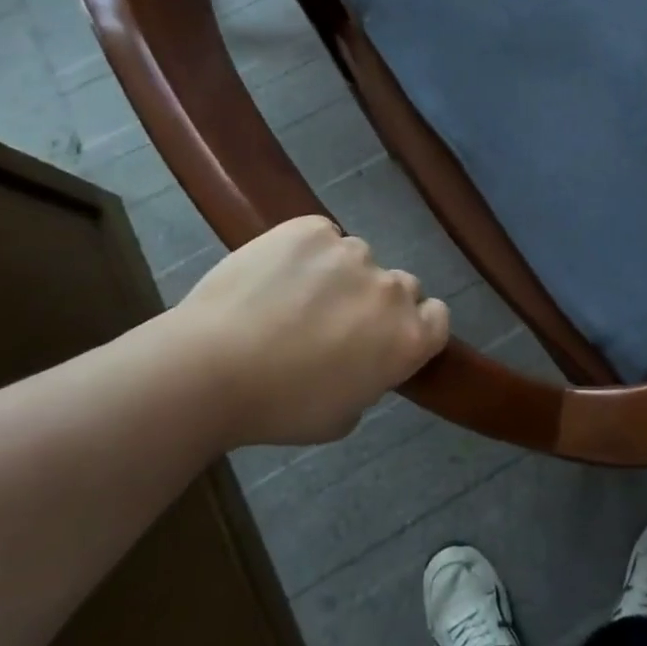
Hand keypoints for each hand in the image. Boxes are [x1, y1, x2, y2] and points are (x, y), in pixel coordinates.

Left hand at [173, 216, 450, 445]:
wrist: (208, 370)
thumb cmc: (279, 408)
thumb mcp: (342, 416)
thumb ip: (370, 380)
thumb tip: (361, 359)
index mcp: (408, 338)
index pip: (437, 317)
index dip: (415, 325)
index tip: (385, 338)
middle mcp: (391, 289)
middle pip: (400, 285)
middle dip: (375, 301)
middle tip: (333, 323)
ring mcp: (352, 252)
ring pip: (356, 259)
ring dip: (337, 276)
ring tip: (291, 298)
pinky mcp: (311, 229)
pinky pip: (320, 236)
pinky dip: (305, 252)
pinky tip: (273, 276)